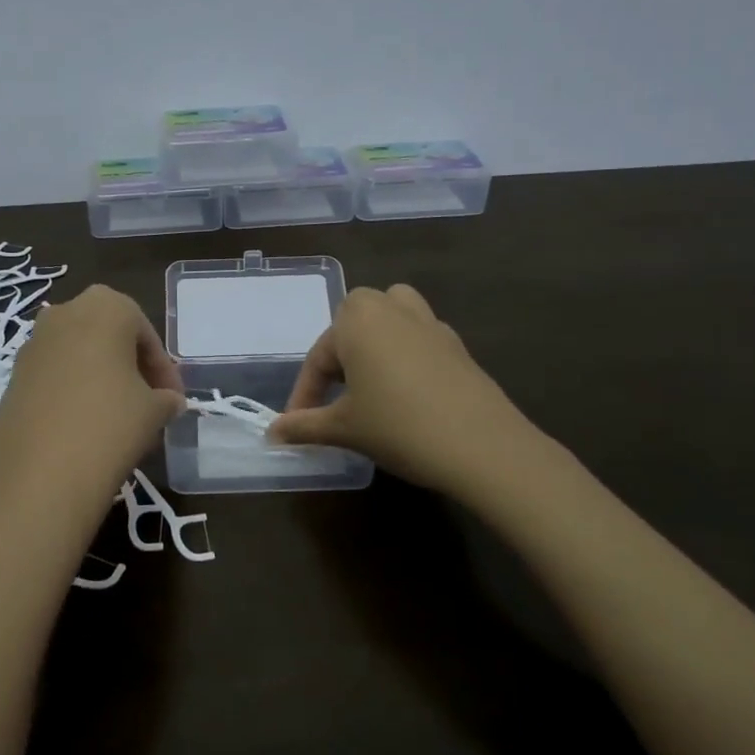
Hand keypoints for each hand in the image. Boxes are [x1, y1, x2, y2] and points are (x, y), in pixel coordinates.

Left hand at [0, 285, 184, 525]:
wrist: (38, 474)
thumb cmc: (110, 424)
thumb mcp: (154, 411)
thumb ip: (166, 399)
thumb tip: (168, 402)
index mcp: (105, 307)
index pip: (146, 334)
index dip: (164, 369)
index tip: (174, 401)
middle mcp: (64, 313)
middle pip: (109, 337)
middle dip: (132, 368)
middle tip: (149, 403)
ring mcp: (32, 344)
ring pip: (79, 355)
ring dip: (102, 379)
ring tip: (120, 419)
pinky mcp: (12, 377)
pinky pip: (54, 376)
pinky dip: (74, 392)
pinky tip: (87, 428)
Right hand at [267, 284, 536, 495]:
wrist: (482, 446)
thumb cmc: (398, 427)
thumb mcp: (344, 428)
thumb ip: (304, 426)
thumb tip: (272, 433)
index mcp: (357, 318)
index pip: (318, 357)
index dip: (304, 395)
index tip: (295, 427)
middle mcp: (392, 307)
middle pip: (352, 325)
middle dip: (338, 358)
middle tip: (334, 399)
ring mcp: (430, 322)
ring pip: (389, 321)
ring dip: (373, 345)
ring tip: (368, 383)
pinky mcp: (456, 344)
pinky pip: (417, 339)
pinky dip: (404, 357)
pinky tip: (406, 394)